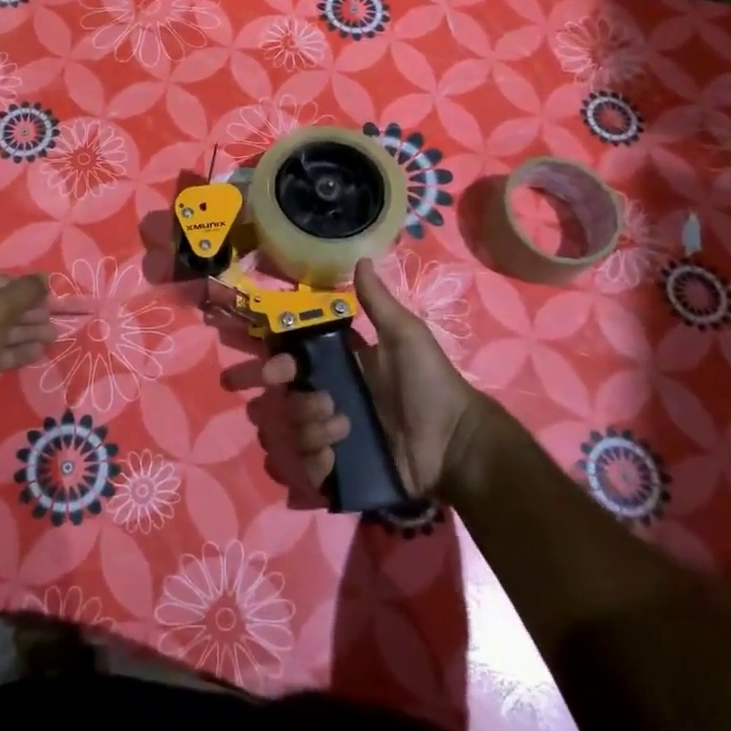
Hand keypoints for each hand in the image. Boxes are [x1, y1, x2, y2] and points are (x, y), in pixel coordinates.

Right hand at [260, 258, 491, 499]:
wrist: (455, 442)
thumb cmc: (430, 383)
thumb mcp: (405, 335)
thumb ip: (378, 302)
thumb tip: (361, 259)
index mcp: (341, 369)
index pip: (295, 364)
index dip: (279, 365)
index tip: (275, 369)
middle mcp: (332, 401)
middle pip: (288, 401)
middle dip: (294, 402)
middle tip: (321, 402)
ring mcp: (336, 438)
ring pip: (295, 434)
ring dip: (310, 429)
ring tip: (343, 428)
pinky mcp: (343, 471)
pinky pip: (309, 469)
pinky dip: (315, 463)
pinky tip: (335, 457)